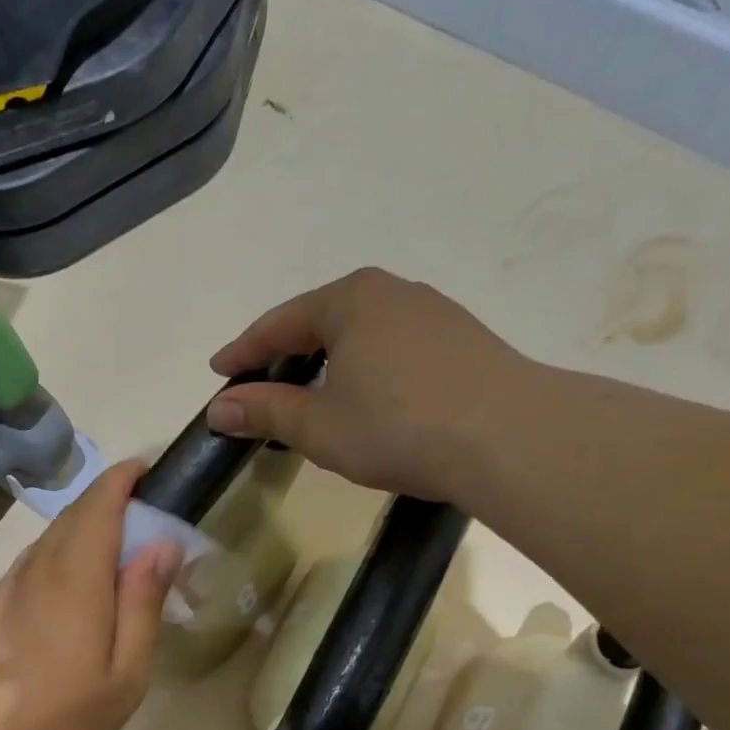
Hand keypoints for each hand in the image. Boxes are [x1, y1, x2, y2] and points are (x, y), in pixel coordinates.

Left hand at [0, 459, 181, 729]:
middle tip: (146, 517)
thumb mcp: (125, 673)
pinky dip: (61, 553)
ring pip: (52, 535)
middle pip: (76, 513)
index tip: (150, 473)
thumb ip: (143, 603)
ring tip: (116, 550)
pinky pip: (35, 560)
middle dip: (110, 501)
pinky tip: (74, 584)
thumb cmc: (61, 717)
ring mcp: (11, 584)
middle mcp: (40, 566)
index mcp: (78, 575)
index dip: (124, 479)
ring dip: (85, 527)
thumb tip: (162, 544)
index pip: (100, 502)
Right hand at [205, 267, 532, 501]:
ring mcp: (433, 312)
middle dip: (285, 353)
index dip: (243, 351)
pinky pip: (393, 346)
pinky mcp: (462, 339)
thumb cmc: (398, 426)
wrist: (511, 437)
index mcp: (349, 300)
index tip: (219, 372)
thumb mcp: (318, 426)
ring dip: (328, 360)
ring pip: (361, 333)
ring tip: (310, 393)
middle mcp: (391, 292)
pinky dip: (365, 367)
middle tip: (260, 383)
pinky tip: (366, 397)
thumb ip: (265, 412)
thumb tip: (219, 410)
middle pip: (320, 320)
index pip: (278, 323)